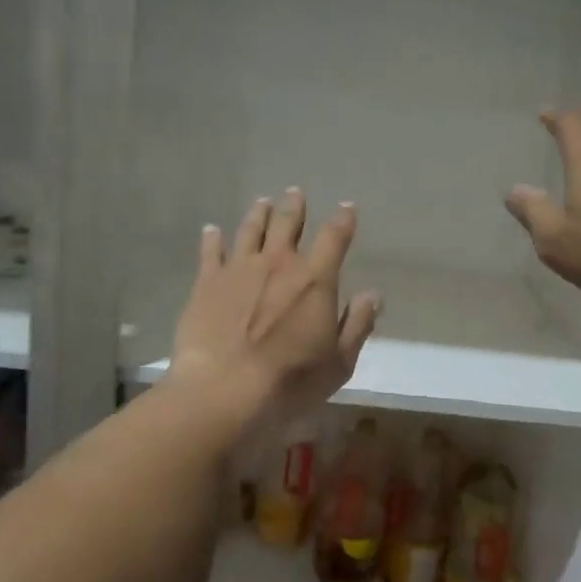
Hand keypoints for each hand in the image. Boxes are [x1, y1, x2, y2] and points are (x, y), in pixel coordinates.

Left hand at [170, 189, 380, 421]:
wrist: (225, 388)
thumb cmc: (290, 380)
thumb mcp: (339, 362)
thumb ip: (358, 324)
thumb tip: (373, 295)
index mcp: (315, 279)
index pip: (334, 238)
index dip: (343, 220)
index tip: (347, 207)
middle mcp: (278, 263)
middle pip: (288, 223)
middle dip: (294, 206)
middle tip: (295, 192)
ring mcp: (239, 269)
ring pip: (250, 230)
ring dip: (259, 214)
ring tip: (262, 202)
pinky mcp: (206, 283)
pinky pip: (210, 252)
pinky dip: (212, 238)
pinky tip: (211, 230)